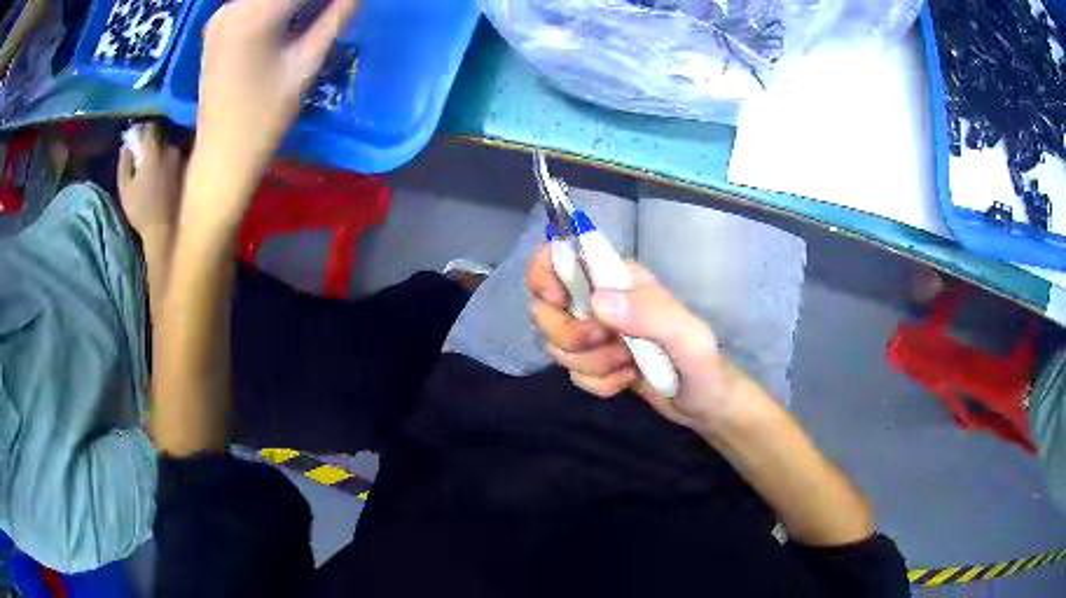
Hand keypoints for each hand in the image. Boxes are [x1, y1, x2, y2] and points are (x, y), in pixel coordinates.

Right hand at [118, 122, 185, 247]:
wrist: (164, 229)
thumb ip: (125, 162)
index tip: (136, 136)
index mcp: (153, 149)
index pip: (150, 126)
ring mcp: (180, 159)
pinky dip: (168, 161)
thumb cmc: (140, 209)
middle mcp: (170, 148)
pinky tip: (162, 173)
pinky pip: (176, 158)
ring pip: (169, 147)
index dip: (142, 129)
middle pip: (161, 136)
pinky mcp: (186, 171)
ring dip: (160, 151)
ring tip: (152, 165)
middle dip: (151, 141)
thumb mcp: (125, 187)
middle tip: (143, 151)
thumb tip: (126, 145)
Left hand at [190, 0, 358, 220]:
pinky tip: (292, 17)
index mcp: (253, 16)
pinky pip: (253, 2)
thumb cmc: (264, 118)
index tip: (347, 3)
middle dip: (313, 1)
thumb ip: (335, 19)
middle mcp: (231, 7)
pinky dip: (276, 6)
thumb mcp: (306, 65)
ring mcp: (221, 16)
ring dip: (295, 4)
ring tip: (320, 13)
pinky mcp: (217, 27)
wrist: (221, 156)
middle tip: (335, 9)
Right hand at [528, 245, 755, 430]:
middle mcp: (601, 300)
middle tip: (608, 343)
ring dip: (592, 364)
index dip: (545, 275)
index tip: (559, 303)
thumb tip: (597, 302)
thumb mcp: (688, 337)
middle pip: (545, 308)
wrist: (704, 404)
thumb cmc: (703, 364)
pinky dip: (598, 383)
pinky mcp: (594, 361)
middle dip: (571, 335)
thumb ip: (651, 313)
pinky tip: (626, 380)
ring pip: (557, 345)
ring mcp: (595, 332)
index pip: (561, 254)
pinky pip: (572, 373)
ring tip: (629, 365)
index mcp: (619, 278)